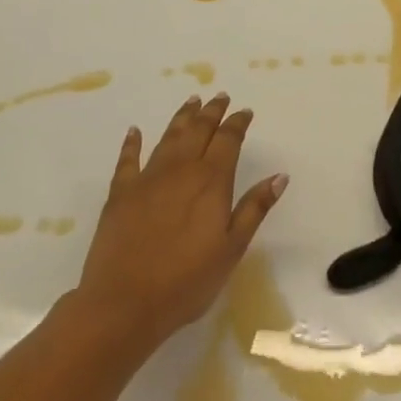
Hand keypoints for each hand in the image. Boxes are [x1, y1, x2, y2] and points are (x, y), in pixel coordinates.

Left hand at [75, 93, 287, 350]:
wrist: (123, 304)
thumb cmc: (186, 282)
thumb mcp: (231, 249)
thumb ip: (254, 208)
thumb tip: (280, 176)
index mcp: (211, 181)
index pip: (228, 140)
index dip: (237, 123)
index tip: (244, 111)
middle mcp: (181, 169)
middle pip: (199, 130)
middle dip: (212, 112)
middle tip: (220, 97)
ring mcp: (148, 178)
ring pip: (169, 136)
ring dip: (182, 117)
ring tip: (192, 101)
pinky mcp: (120, 192)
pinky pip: (128, 159)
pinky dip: (132, 142)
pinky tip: (134, 131)